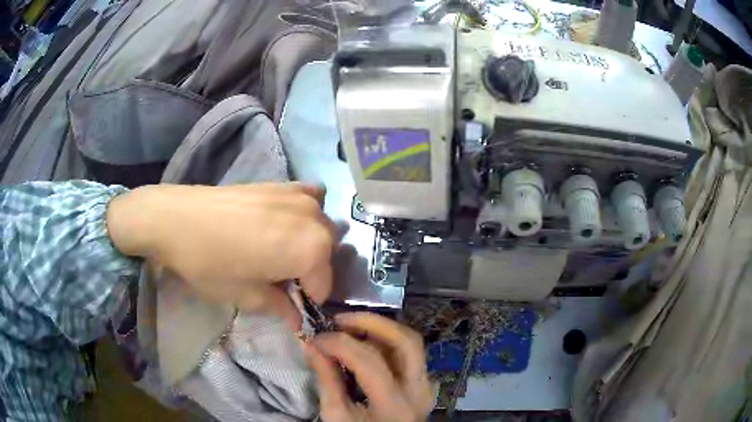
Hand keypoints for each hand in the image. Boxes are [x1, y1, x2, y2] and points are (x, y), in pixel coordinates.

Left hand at [106, 183, 336, 327]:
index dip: (306, 301)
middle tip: (279, 279)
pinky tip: (284, 220)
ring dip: (308, 244)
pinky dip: (306, 213)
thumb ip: (280, 308)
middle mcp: (315, 220)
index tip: (286, 304)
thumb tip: (297, 319)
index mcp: (311, 251)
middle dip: (309, 272)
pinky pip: (311, 200)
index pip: (323, 286)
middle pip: (326, 256)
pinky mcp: (283, 184)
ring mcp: (300, 197)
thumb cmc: (210, 263)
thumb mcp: (246, 296)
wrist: (177, 218)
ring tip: (278, 251)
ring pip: (320, 229)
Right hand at [305, 313, 434, 421]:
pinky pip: (408, 353)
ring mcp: (426, 385)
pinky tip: (364, 343)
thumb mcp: (336, 415)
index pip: (369, 362)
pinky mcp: (424, 383)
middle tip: (340, 320)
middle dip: (372, 323)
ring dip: (380, 329)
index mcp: (394, 406)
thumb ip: (327, 379)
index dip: (339, 343)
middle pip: (406, 342)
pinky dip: (386, 342)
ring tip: (350, 328)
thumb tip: (311, 344)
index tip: (315, 337)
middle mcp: (419, 391)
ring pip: (411, 343)